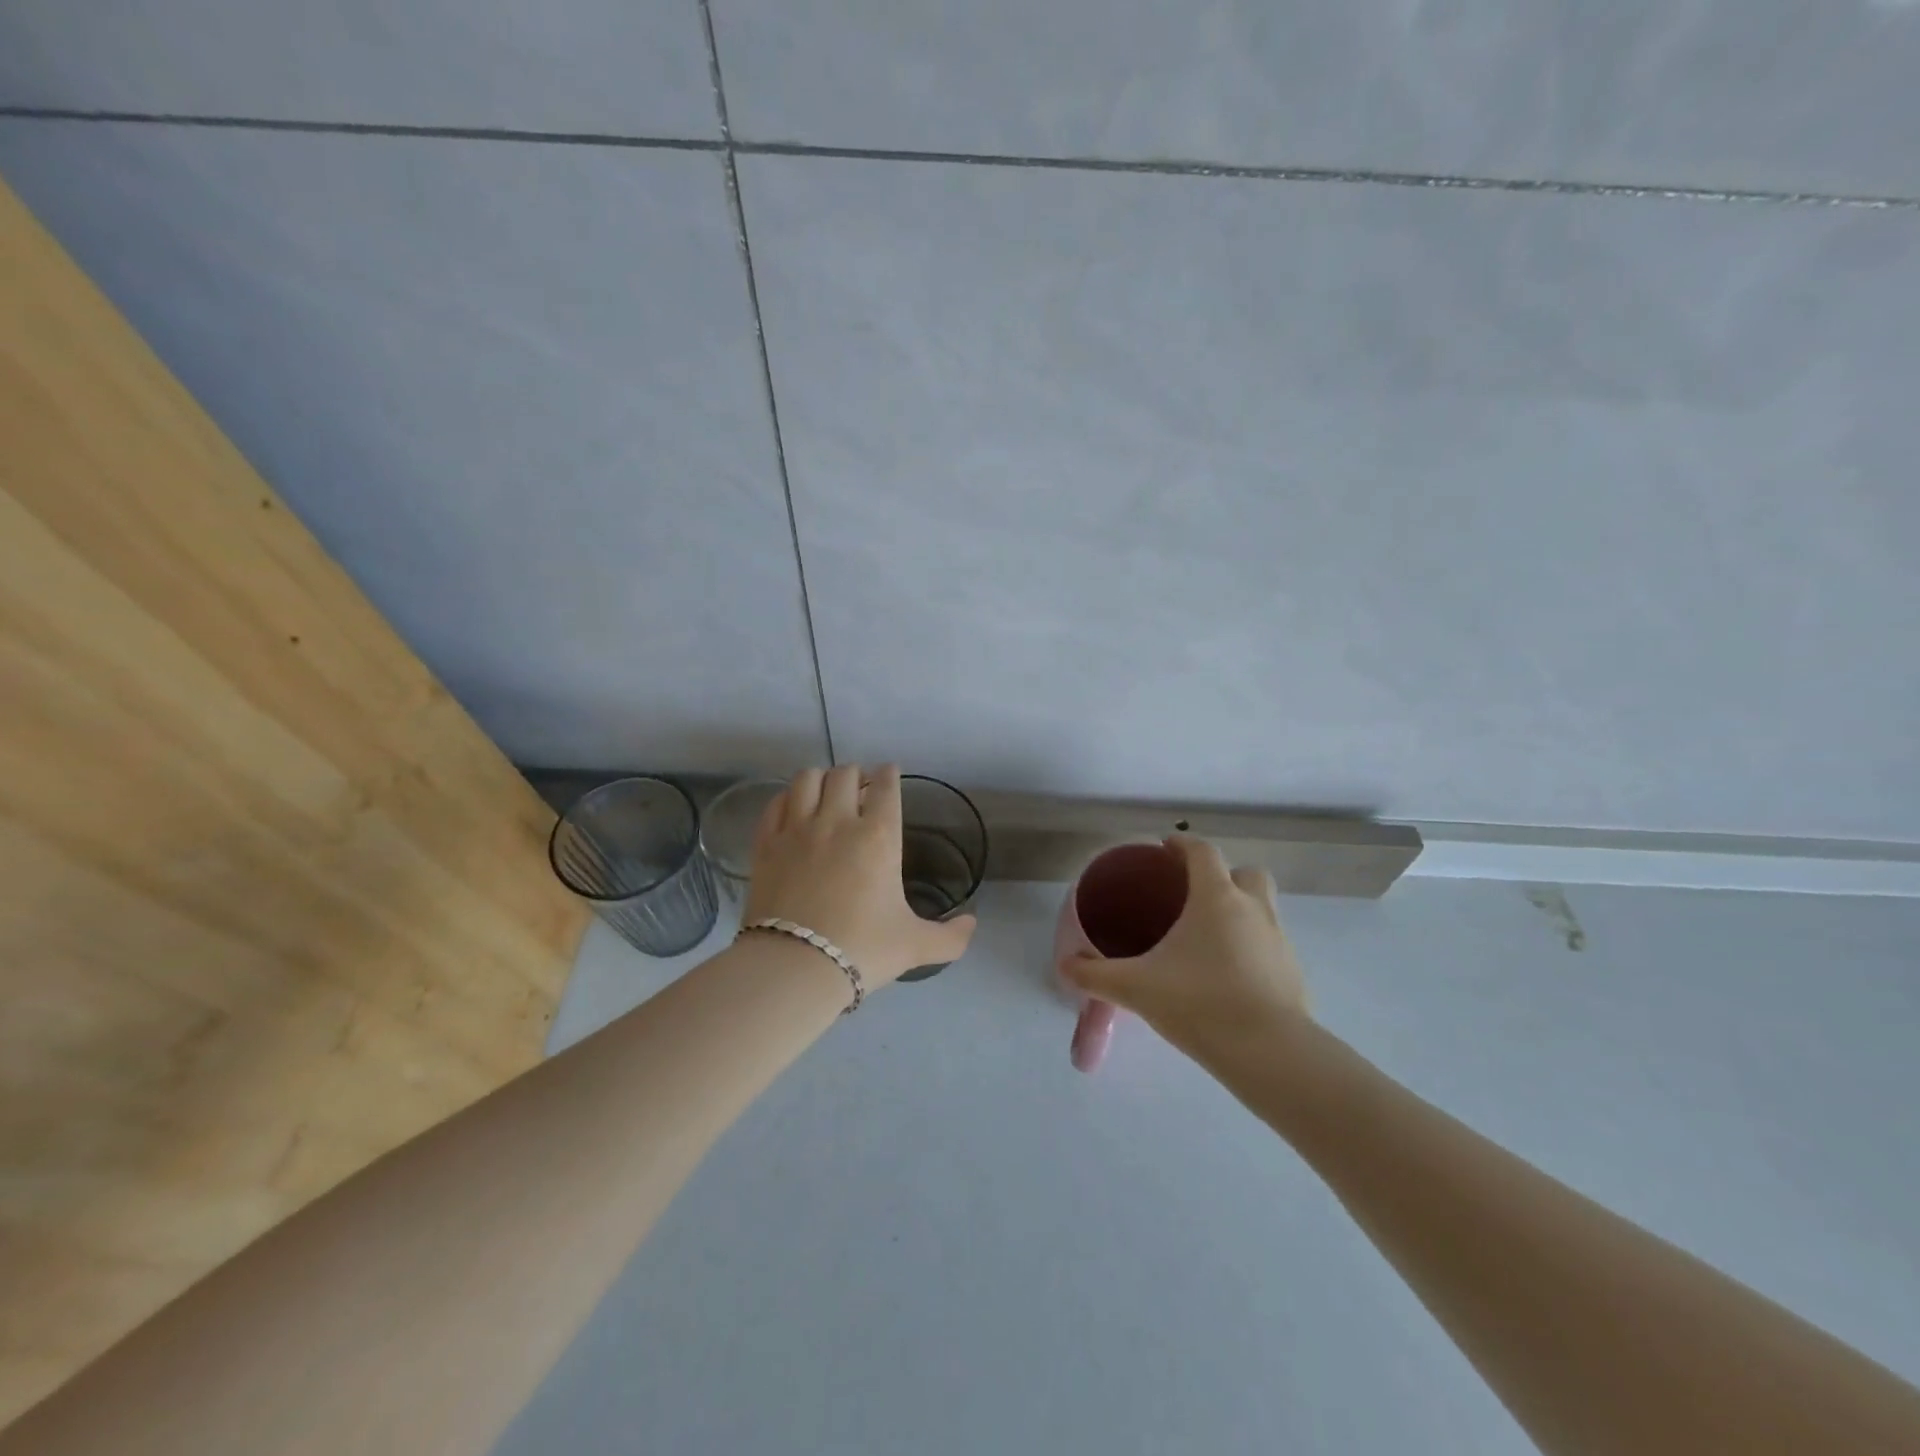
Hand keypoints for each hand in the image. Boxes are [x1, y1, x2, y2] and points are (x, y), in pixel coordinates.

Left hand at [744, 764, 977, 988]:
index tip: (889, 773)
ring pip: (807, 779)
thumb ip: (950, 937)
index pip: (886, 786)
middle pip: (845, 774)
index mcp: (879, 836)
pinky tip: (793, 808)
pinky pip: (776, 804)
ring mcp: (796, 830)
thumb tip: (972, 924)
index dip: (889, 774)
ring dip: (821, 778)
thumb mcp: (915, 945)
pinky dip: (787, 798)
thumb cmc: (862, 950)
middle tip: (860, 788)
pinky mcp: (765, 845)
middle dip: (856, 774)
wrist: (795, 967)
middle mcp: (837, 822)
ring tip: (826, 792)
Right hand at [1060, 835, 1309, 1056]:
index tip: (1165, 849)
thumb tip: (1065, 966)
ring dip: (1241, 910)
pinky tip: (1228, 975)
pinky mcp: (1293, 973)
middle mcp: (1253, 909)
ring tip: (1208, 938)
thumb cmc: (1199, 1003)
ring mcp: (1279, 940)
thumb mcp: (1136, 988)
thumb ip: (1096, 974)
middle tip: (1193, 896)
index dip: (1183, 844)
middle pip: (1246, 872)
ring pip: (1263, 907)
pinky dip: (1252, 947)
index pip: (1203, 852)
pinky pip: (1270, 944)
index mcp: (1216, 898)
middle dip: (1223, 876)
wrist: (1270, 1054)